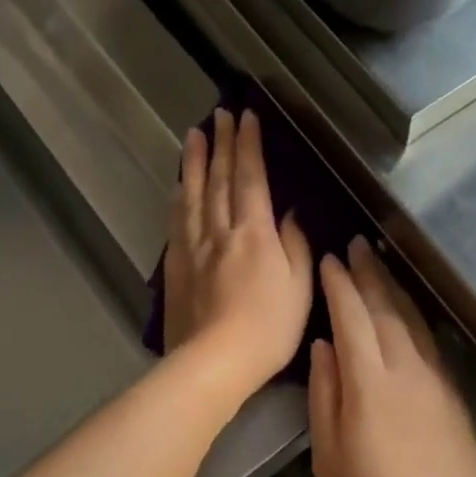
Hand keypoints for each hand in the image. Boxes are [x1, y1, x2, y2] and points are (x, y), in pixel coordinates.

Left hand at [163, 109, 311, 400]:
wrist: (214, 362)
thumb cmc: (268, 328)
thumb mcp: (299, 287)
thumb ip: (295, 245)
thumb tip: (290, 213)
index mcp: (254, 233)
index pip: (250, 178)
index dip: (248, 146)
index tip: (246, 117)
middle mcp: (220, 231)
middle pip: (219, 179)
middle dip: (221, 144)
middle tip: (219, 114)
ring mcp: (193, 247)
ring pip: (193, 194)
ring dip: (195, 162)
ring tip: (194, 135)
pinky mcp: (176, 266)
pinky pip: (177, 221)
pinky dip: (179, 196)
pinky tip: (178, 185)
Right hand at [309, 237, 475, 476]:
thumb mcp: (329, 456)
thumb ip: (325, 394)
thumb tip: (324, 345)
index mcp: (369, 382)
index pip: (351, 317)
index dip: (338, 285)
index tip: (327, 260)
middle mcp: (406, 369)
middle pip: (386, 309)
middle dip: (369, 273)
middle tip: (356, 244)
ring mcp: (436, 381)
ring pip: (413, 321)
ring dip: (394, 288)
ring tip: (380, 262)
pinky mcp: (454, 396)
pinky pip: (431, 342)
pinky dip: (415, 317)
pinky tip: (409, 311)